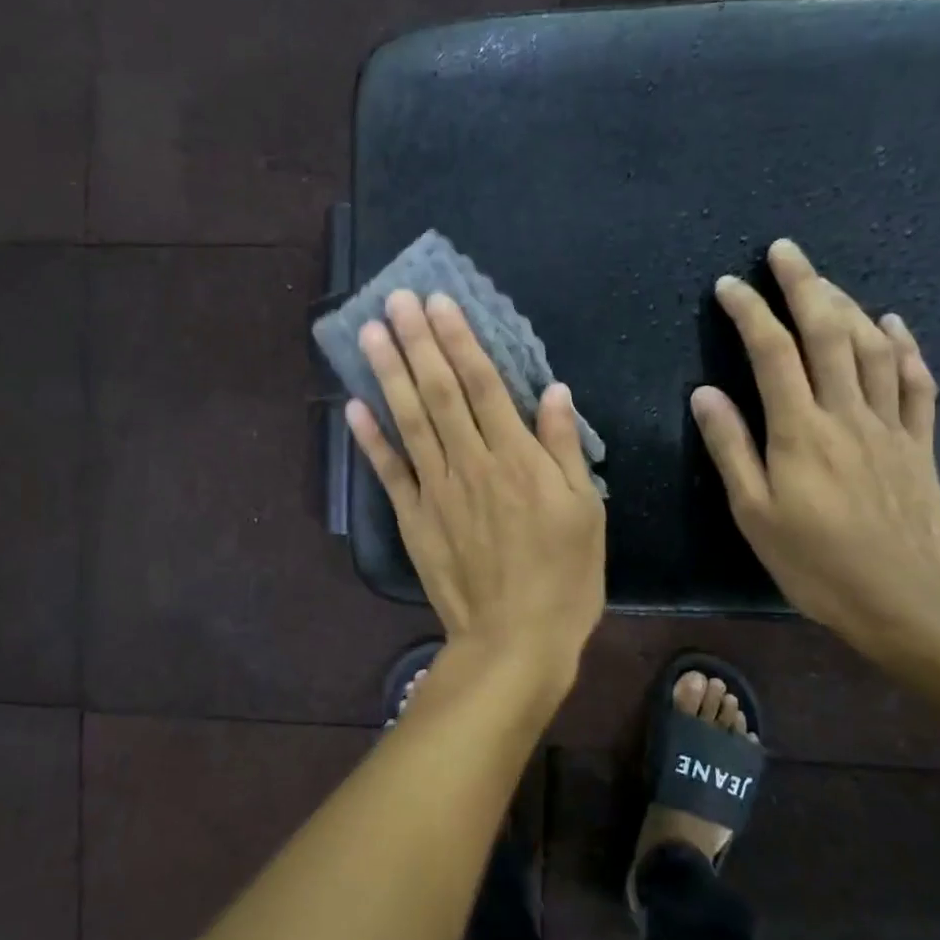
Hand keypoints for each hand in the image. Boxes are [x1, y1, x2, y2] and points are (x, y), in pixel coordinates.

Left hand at [347, 290, 606, 694]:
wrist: (514, 640)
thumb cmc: (564, 577)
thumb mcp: (585, 511)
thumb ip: (563, 448)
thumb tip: (552, 392)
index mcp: (516, 458)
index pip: (483, 384)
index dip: (459, 340)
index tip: (438, 302)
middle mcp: (470, 464)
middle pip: (439, 392)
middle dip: (417, 342)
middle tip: (395, 299)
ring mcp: (436, 491)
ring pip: (409, 421)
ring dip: (388, 375)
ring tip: (371, 333)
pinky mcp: (414, 520)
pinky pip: (388, 472)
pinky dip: (370, 439)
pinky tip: (353, 406)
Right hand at [691, 239, 939, 650]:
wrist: (901, 600)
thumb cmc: (813, 562)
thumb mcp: (753, 512)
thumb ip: (731, 448)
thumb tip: (705, 393)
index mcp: (799, 431)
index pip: (771, 353)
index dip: (749, 312)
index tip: (729, 285)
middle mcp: (845, 414)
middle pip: (827, 333)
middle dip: (803, 285)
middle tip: (785, 251)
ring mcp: (889, 425)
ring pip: (870, 348)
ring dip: (847, 305)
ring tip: (825, 280)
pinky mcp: (919, 443)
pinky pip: (916, 383)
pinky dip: (904, 346)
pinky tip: (892, 324)